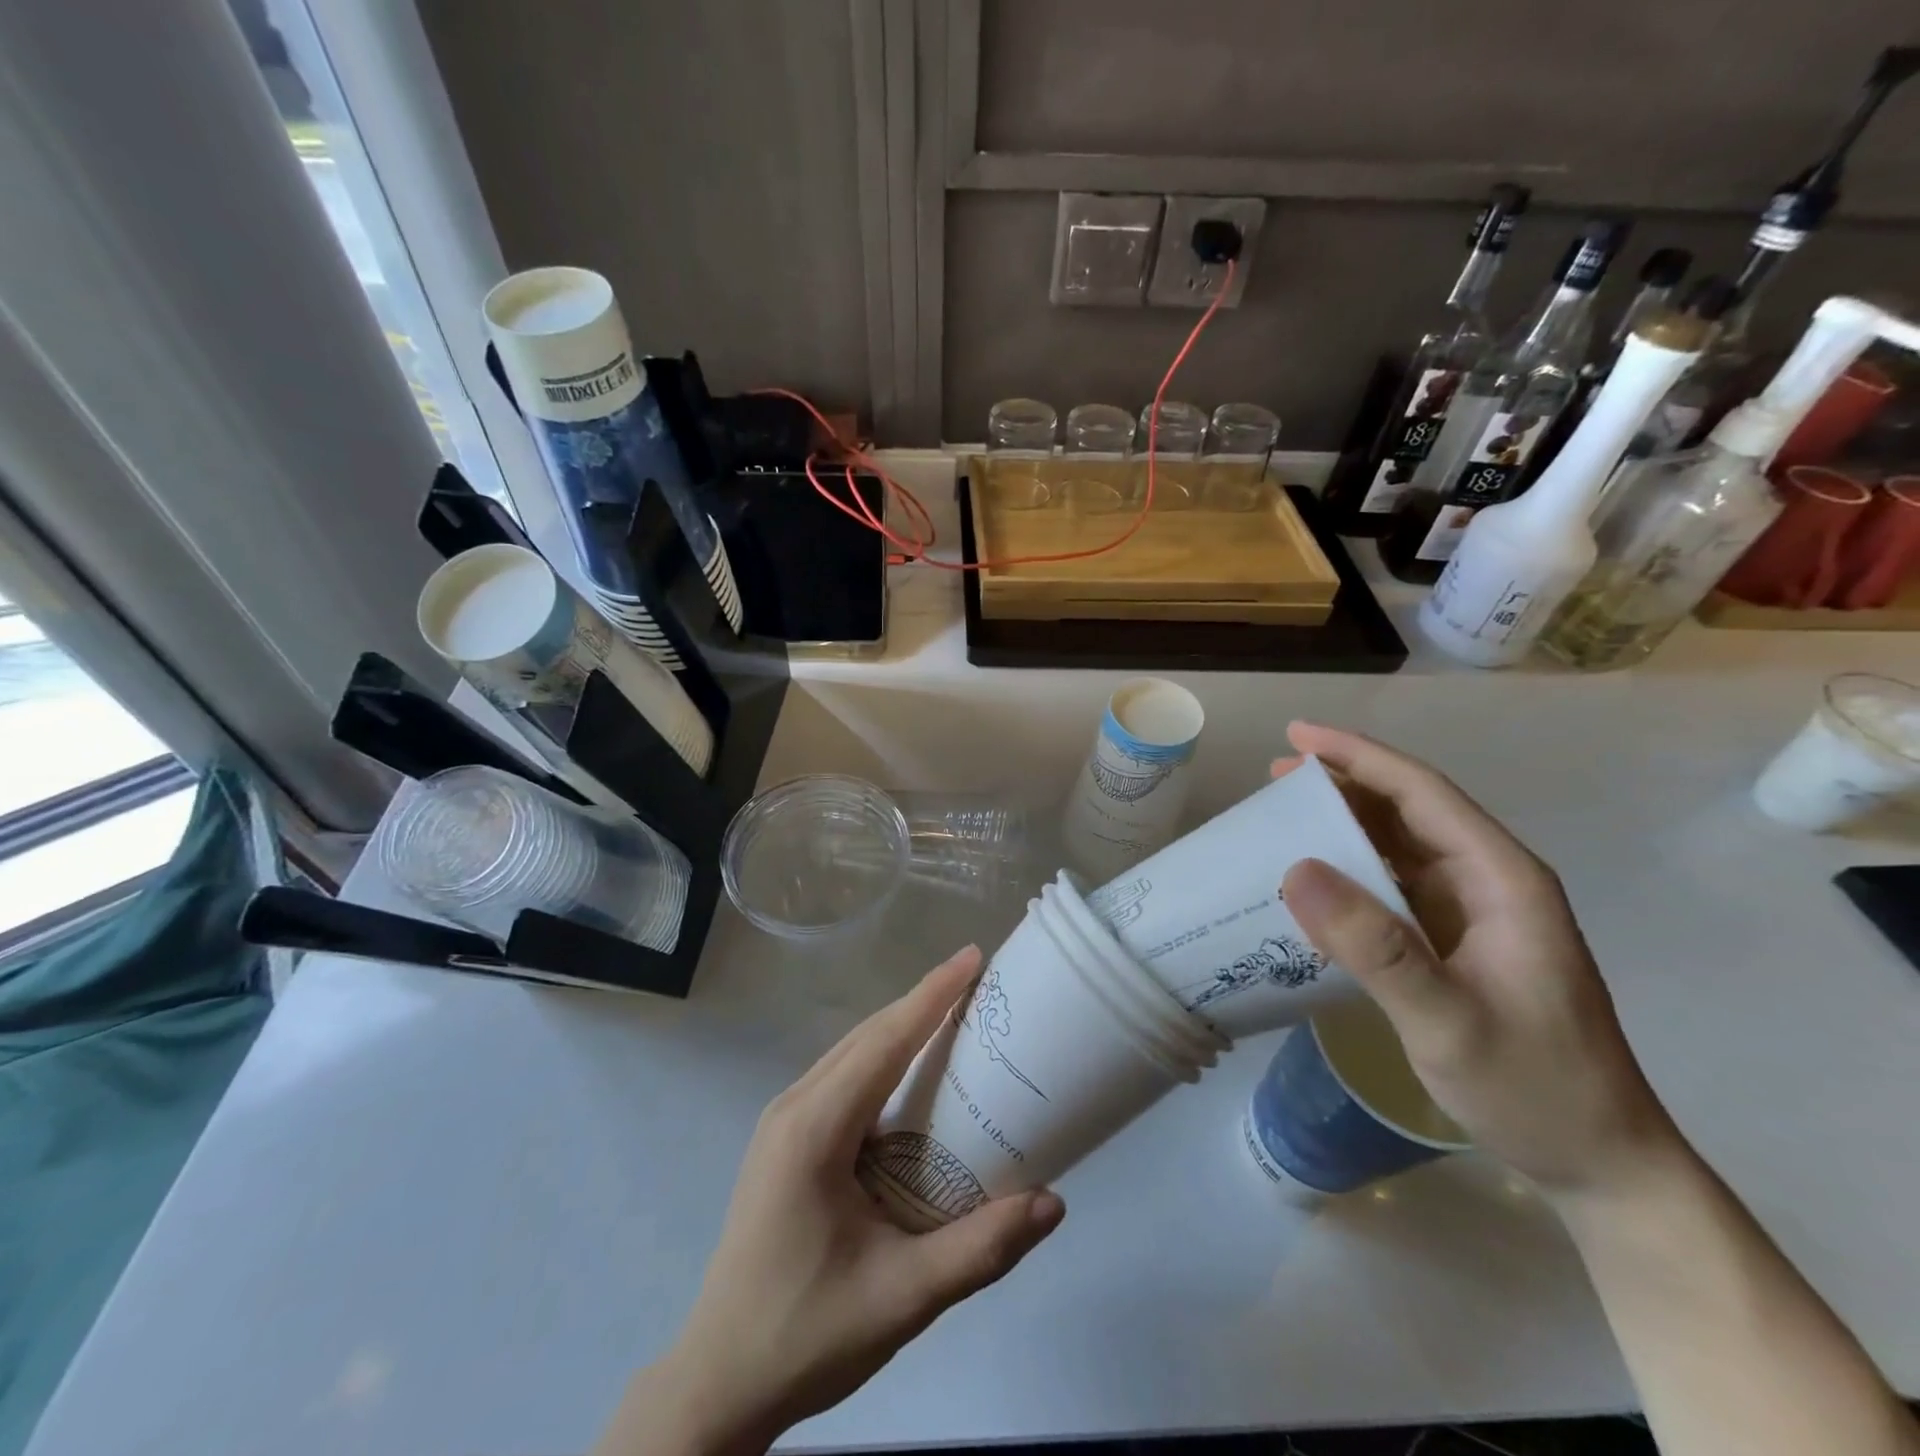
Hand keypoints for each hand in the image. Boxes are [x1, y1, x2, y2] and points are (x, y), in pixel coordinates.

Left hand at [596, 947, 1064, 1455]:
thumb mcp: (903, 1298)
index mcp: (815, 1129)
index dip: (932, 995)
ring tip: (956, 1015)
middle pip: (868, 1036)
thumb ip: (980, 1249)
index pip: (884, 1042)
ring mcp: (782, 1120)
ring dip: (902, 1027)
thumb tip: (1054, 1202)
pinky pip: (842, 1076)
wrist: (719, 1381)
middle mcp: (793, 1107)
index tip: (973, 956)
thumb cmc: (808, 1333)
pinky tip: (913, 1074)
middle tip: (979, 982)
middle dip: (923, 1001)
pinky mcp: (785, 1138)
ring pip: (852, 1052)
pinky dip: (882, 1057)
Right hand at [1275, 723, 1682, 1198]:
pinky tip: (1317, 878)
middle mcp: (1490, 881)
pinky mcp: (1458, 940)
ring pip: (1401, 844)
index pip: (1422, 794)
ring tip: (1285, 814)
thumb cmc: (1535, 1088)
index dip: (1358, 758)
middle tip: (1275, 777)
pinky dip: (1353, 868)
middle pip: (1410, 809)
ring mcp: (1475, 912)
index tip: (1296, 736)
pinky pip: (1396, 883)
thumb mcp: (1448, 1021)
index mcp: (1502, 880)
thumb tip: (1296, 869)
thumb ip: (1375, 947)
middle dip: (1344, 783)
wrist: (1601, 1163)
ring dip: (1345, 823)